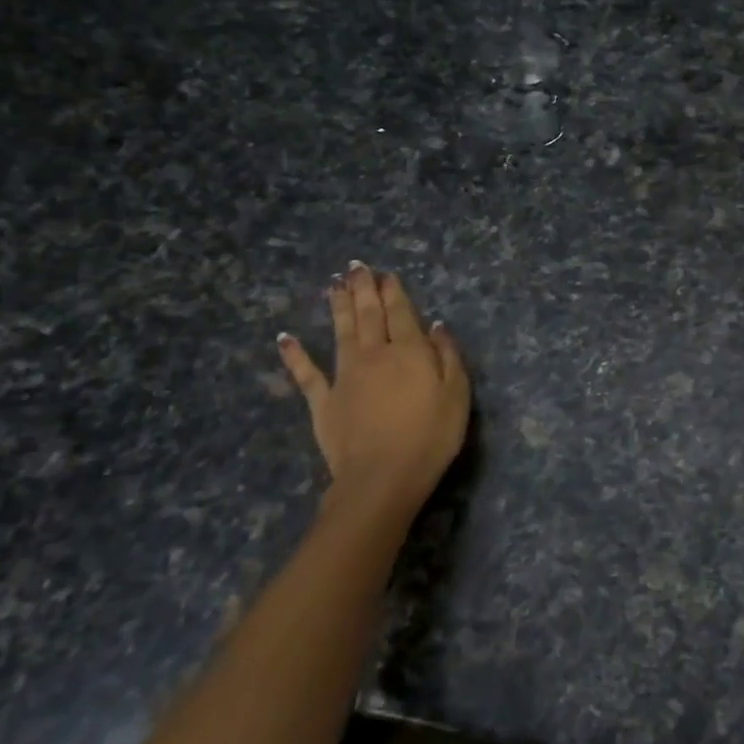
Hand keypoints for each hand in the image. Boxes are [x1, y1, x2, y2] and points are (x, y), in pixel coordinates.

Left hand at [276, 263, 469, 526]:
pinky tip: (285, 338)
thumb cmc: (430, 436)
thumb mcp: (457, 395)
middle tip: (356, 266)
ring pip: (340, 332)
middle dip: (363, 289)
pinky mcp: (323, 401)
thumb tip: (436, 325)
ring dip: (337, 306)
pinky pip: (306, 374)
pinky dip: (295, 355)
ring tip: (333, 284)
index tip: (386, 273)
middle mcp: (374, 354)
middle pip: (368, 315)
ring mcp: (344, 376)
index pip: (401, 313)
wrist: (382, 477)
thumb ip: (448, 356)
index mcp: (408, 351)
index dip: (393, 291)